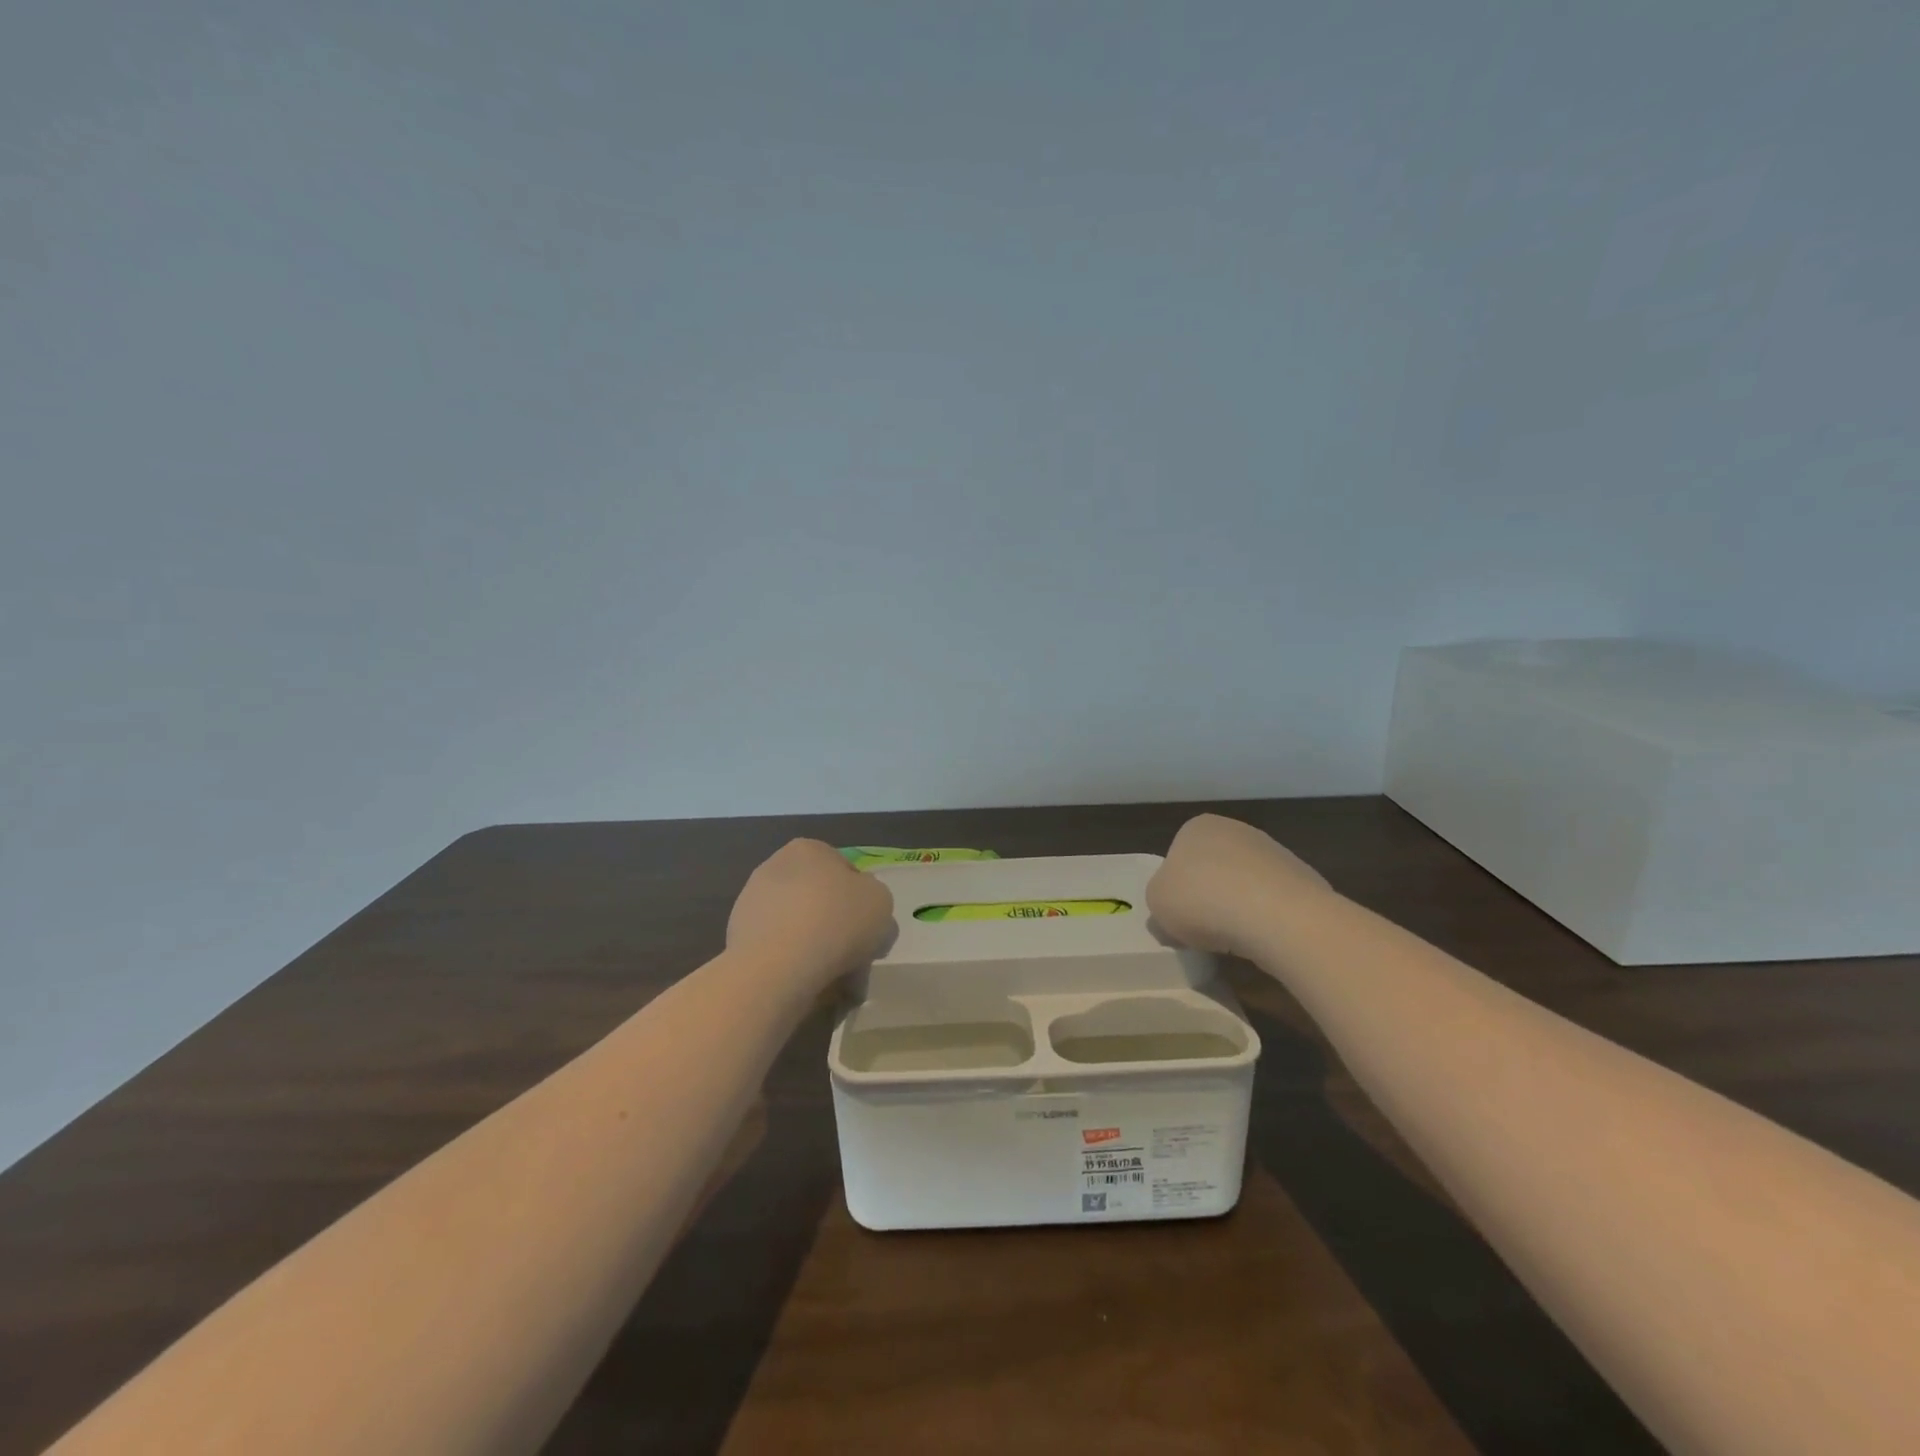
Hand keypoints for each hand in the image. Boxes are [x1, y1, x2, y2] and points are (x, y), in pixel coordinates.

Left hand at [727, 839, 895, 987]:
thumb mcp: (881, 902)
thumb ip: (876, 899)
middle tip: (854, 957)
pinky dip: (793, 964)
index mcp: (809, 849)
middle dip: (837, 926)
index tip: (869, 929)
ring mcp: (751, 902)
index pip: (846, 872)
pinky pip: (778, 949)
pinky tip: (807, 984)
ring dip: (816, 948)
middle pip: (820, 900)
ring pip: (799, 926)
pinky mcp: (737, 937)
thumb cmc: (836, 921)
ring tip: (833, 980)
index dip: (862, 902)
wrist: (777, 967)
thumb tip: (862, 913)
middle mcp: (775, 866)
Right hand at [1147, 814, 1334, 957]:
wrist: (1277, 916)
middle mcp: (1236, 830)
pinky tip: (1264, 939)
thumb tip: (1171, 913)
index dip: (1175, 890)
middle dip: (1209, 897)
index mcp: (1197, 827)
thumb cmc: (1203, 900)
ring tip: (1235, 940)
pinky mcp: (1303, 879)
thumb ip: (1159, 901)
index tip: (1178, 916)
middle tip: (1203, 930)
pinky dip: (1266, 920)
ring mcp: (1275, 852)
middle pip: (1213, 870)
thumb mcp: (1156, 903)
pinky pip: (1273, 903)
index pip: (1177, 857)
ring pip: (1245, 886)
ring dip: (1238, 909)